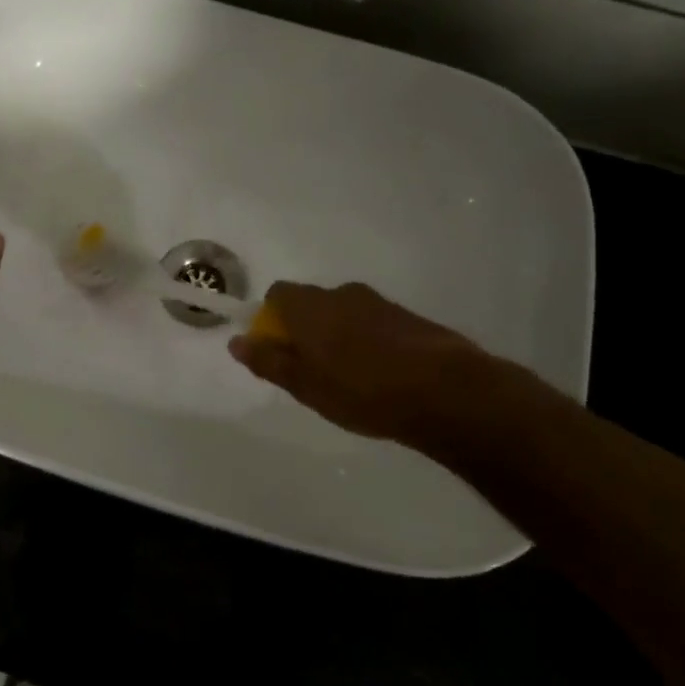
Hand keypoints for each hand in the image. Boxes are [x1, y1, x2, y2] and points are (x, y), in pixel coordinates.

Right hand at [229, 281, 521, 456]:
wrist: (447, 392)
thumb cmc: (362, 390)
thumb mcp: (305, 385)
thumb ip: (268, 361)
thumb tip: (237, 341)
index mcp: (310, 305)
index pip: (277, 295)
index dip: (271, 320)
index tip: (278, 352)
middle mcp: (341, 293)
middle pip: (311, 304)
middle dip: (305, 330)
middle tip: (311, 372)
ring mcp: (379, 303)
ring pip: (344, 314)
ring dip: (338, 337)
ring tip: (349, 380)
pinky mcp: (409, 318)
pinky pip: (373, 324)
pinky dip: (368, 343)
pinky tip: (380, 377)